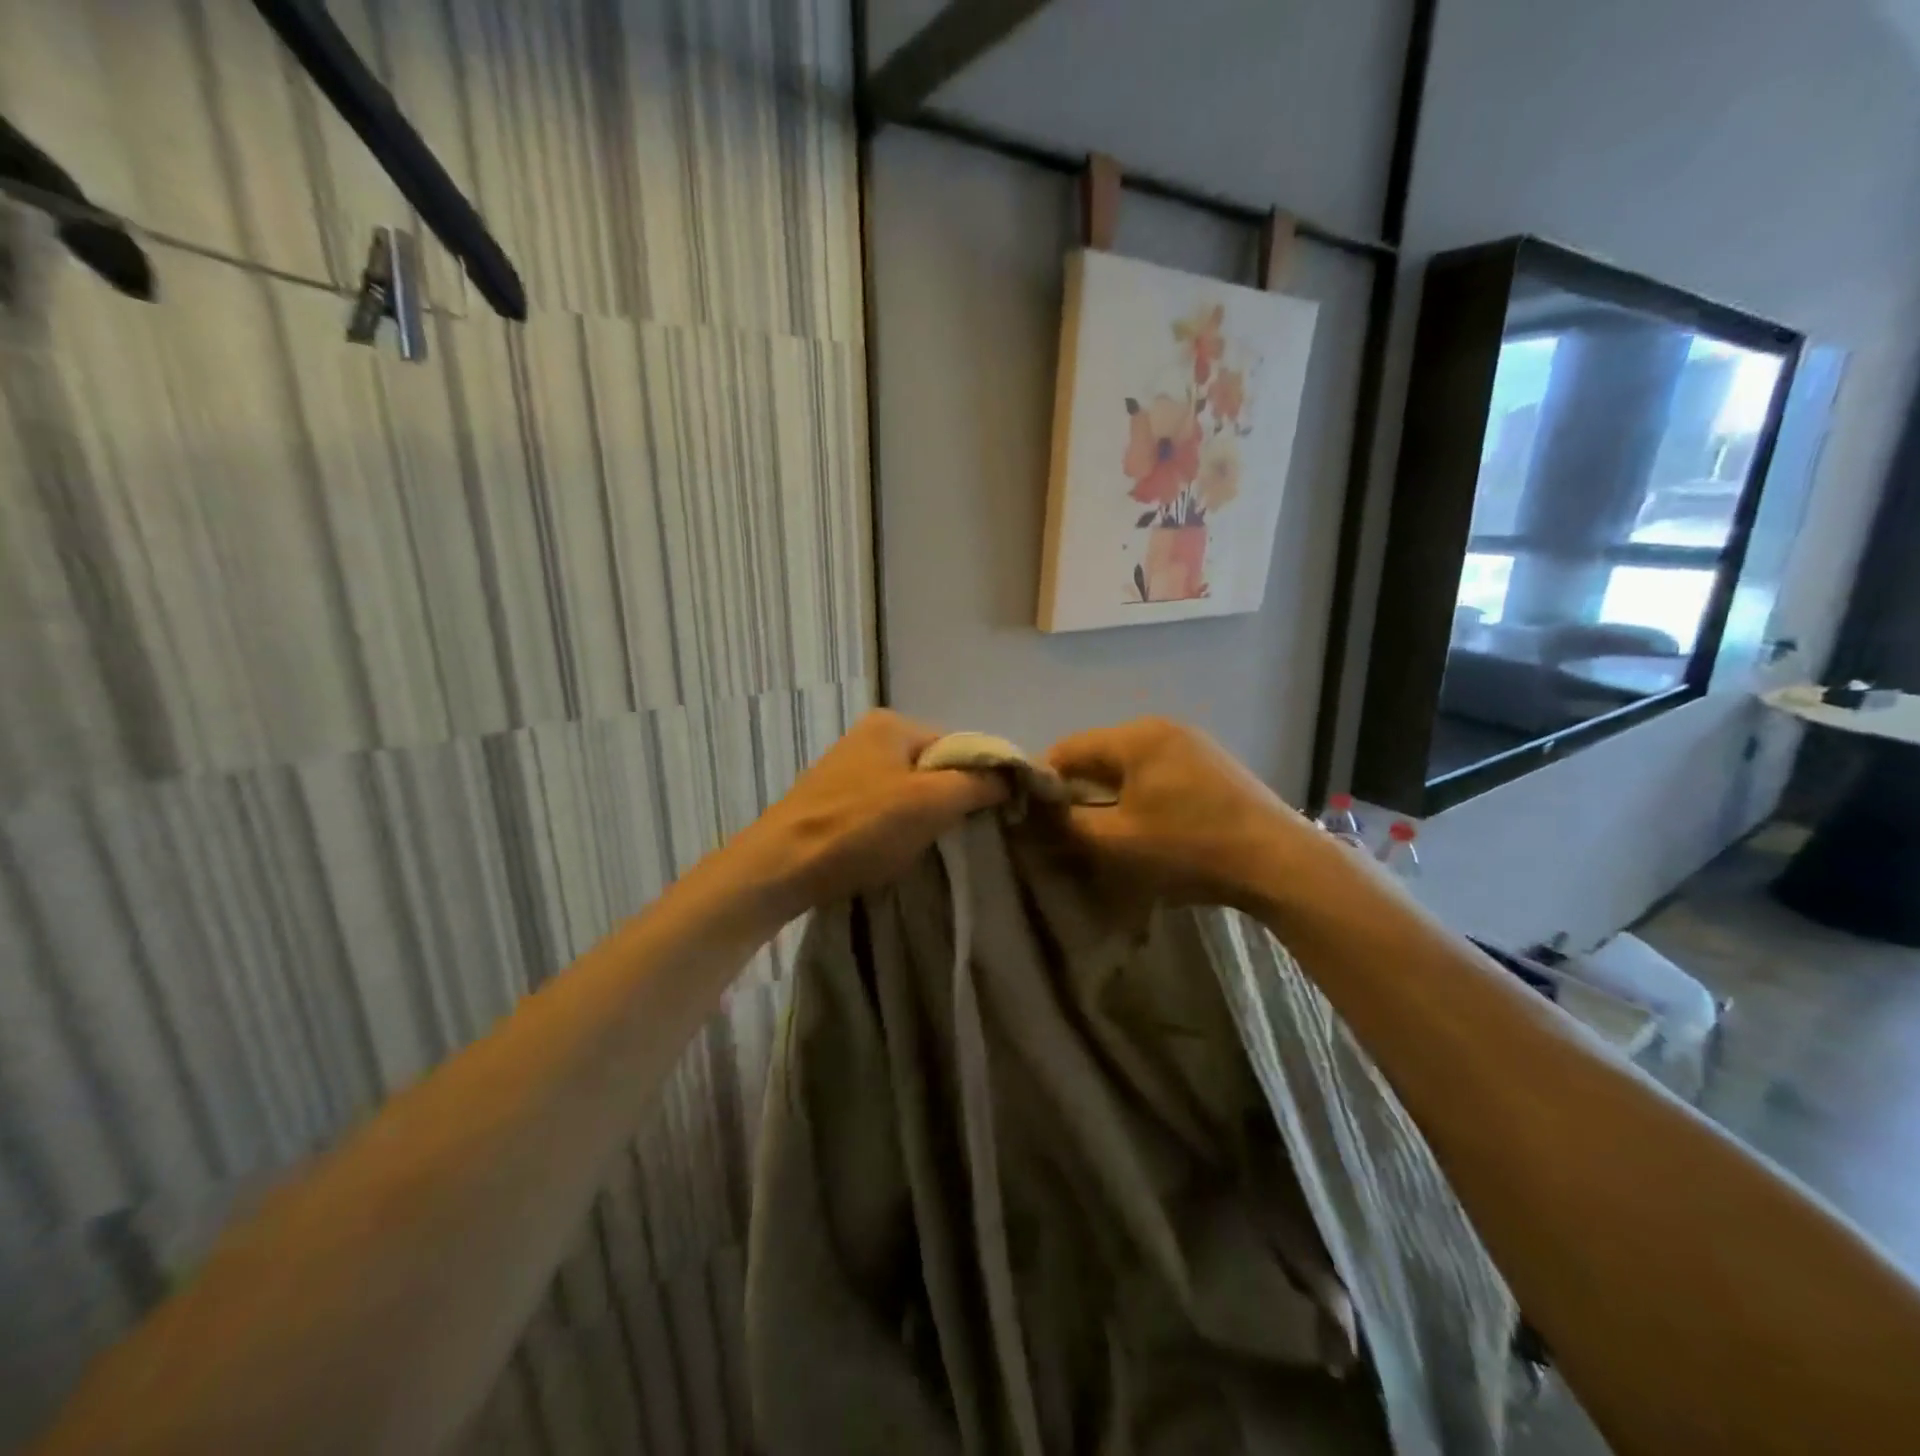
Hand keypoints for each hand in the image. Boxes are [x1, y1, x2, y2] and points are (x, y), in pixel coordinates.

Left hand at [722, 710, 1006, 925]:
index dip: (981, 779)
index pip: (959, 745)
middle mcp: (869, 736)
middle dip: (950, 800)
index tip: (992, 816)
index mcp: (892, 724)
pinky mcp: (834, 800)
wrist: (780, 867)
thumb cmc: (859, 828)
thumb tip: (1014, 775)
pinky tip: (894, 851)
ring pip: (910, 790)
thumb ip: (977, 783)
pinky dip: (896, 827)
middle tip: (958, 836)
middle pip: (934, 767)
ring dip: (924, 817)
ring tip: (926, 847)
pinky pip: (884, 808)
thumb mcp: (931, 802)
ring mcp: (848, 768)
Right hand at [1045, 718, 1318, 910]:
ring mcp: (1191, 742)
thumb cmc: (1189, 848)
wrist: (1278, 862)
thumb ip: (1068, 823)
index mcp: (1135, 736)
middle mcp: (1161, 727)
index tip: (1034, 817)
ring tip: (1105, 830)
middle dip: (1078, 789)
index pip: (1068, 749)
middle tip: (1068, 828)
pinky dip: (1139, 793)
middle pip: (1098, 754)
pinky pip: (1156, 771)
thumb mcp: (1117, 842)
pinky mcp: (1211, 763)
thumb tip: (1037, 813)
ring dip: (1109, 794)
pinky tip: (1145, 824)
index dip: (1044, 782)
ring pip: (1128, 764)